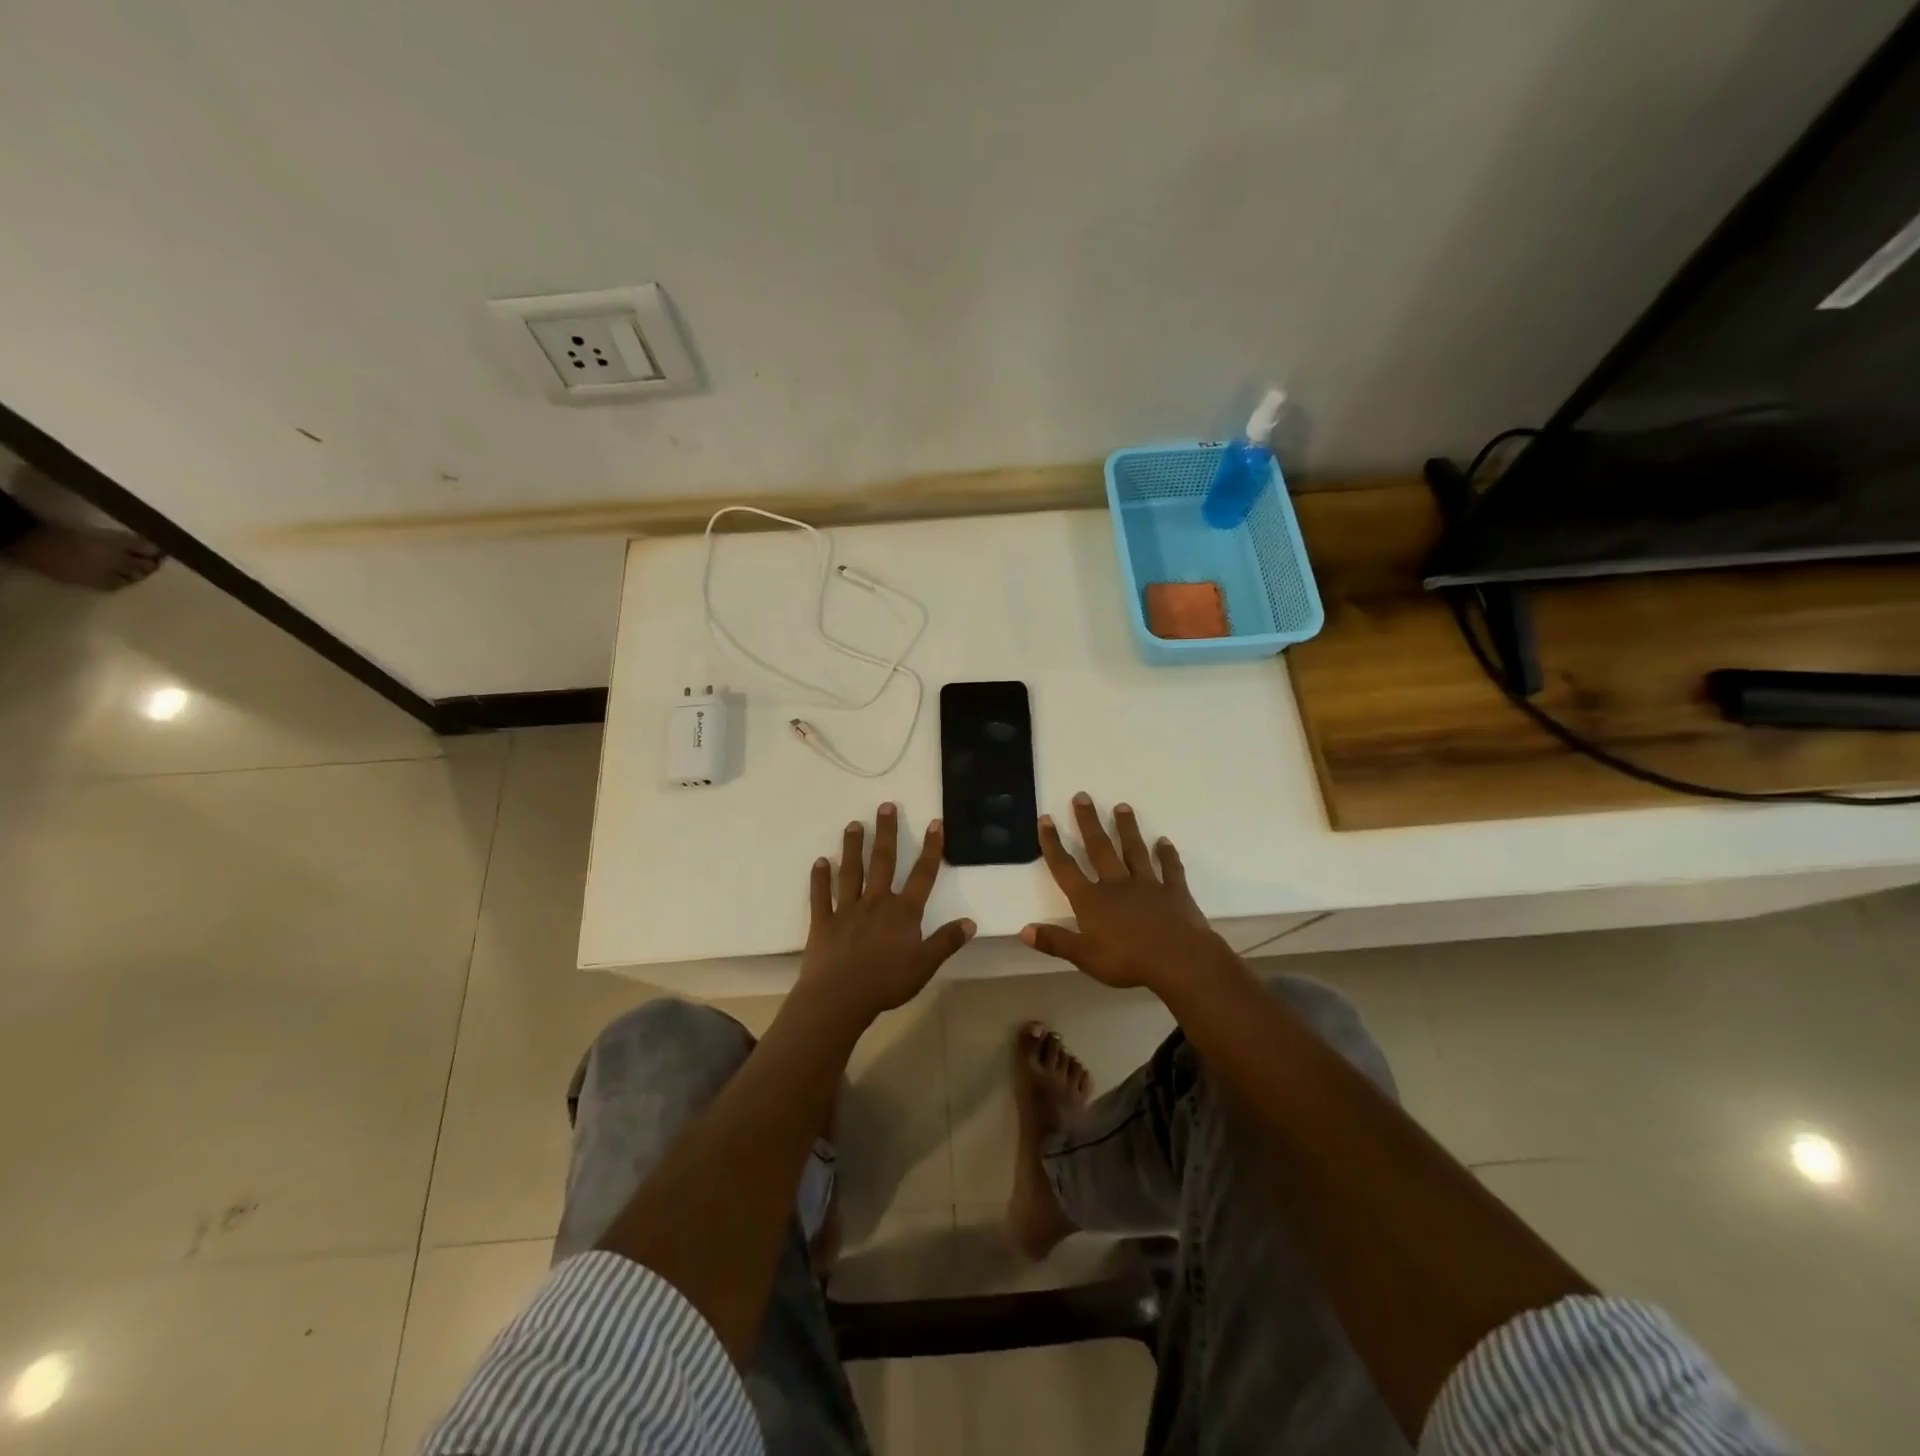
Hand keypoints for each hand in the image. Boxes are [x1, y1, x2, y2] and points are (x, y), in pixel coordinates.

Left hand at [798, 803, 975, 1027]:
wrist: (839, 997)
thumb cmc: (886, 983)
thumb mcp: (925, 965)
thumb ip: (946, 942)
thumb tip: (970, 922)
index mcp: (903, 912)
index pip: (922, 875)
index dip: (931, 849)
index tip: (934, 823)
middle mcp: (876, 902)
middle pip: (883, 862)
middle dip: (886, 833)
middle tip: (886, 806)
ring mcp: (847, 909)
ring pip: (851, 871)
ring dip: (852, 847)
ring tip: (853, 825)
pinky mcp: (823, 921)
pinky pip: (820, 896)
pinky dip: (820, 878)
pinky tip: (820, 862)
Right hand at [1022, 793, 1235, 995]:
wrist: (1179, 961)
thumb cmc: (1128, 961)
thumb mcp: (1084, 957)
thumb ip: (1055, 941)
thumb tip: (1024, 930)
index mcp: (1091, 900)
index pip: (1066, 868)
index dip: (1053, 844)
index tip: (1046, 819)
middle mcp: (1116, 884)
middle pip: (1099, 848)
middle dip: (1088, 822)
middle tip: (1082, 796)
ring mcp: (1147, 884)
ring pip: (1134, 850)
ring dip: (1127, 828)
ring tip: (1122, 806)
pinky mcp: (1174, 891)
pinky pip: (1170, 868)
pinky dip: (1167, 854)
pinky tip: (1164, 842)